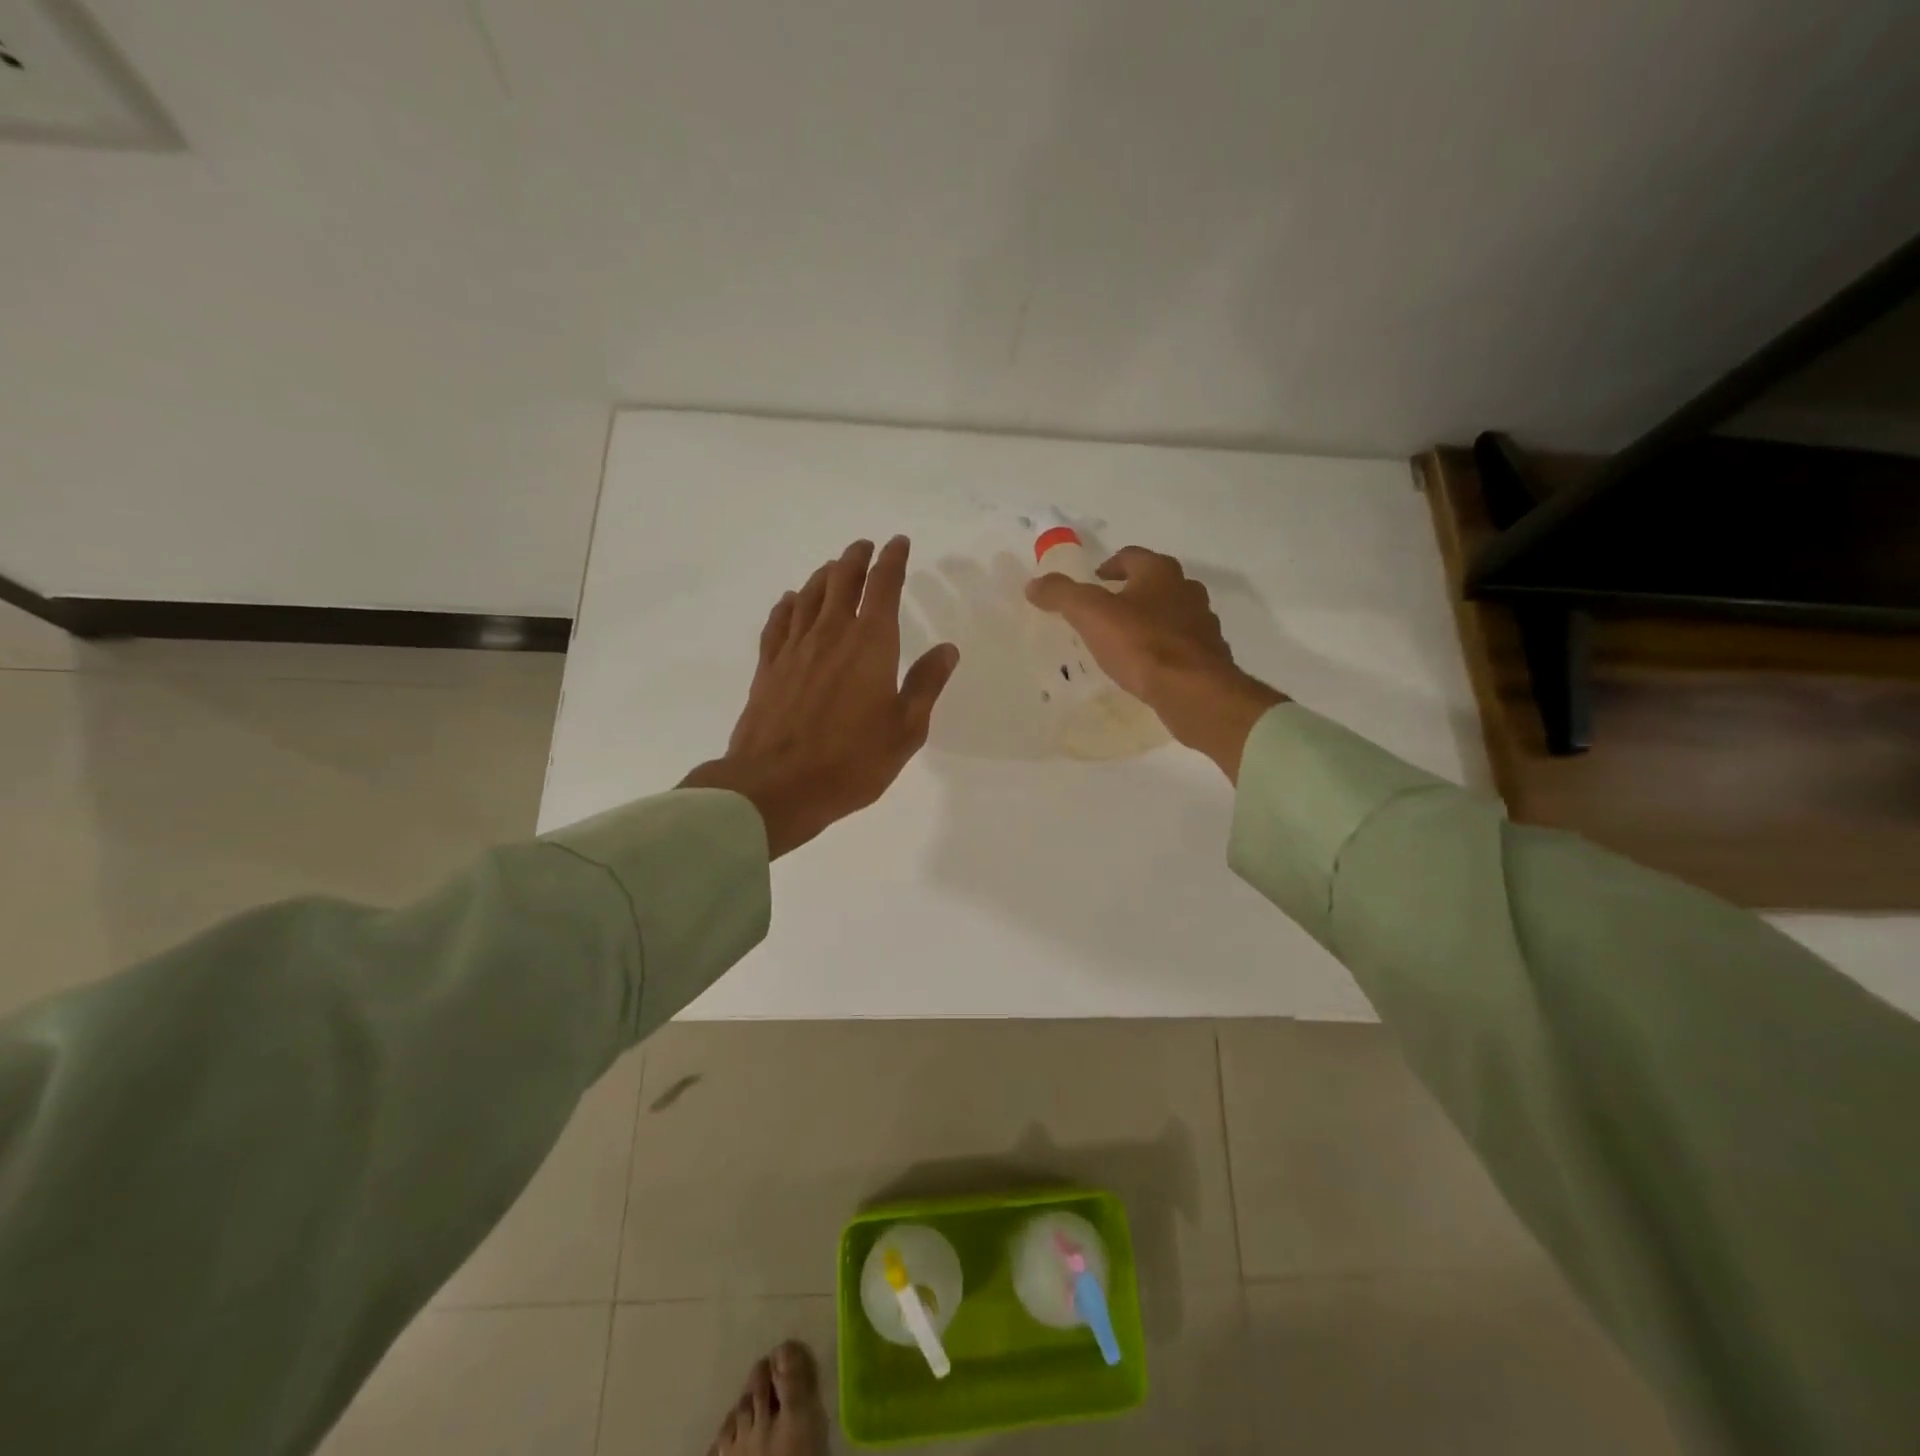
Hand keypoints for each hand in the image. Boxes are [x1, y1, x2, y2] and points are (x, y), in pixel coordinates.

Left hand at [682, 537, 958, 856]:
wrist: (777, 784)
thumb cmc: (852, 761)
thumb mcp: (906, 729)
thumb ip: (926, 684)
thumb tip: (947, 649)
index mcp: (871, 643)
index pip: (884, 587)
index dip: (893, 560)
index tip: (898, 543)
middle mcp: (831, 634)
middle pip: (842, 580)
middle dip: (856, 558)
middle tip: (864, 547)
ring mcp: (795, 648)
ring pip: (809, 595)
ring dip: (824, 575)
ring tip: (834, 568)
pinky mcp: (768, 667)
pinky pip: (778, 622)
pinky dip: (788, 604)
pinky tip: (790, 601)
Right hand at [1026, 546, 1285, 780]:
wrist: (1194, 692)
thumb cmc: (1142, 645)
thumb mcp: (1091, 615)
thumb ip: (1062, 595)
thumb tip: (1034, 584)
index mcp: (1161, 573)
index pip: (1131, 556)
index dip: (1109, 565)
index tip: (1093, 582)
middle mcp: (1187, 591)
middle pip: (1155, 584)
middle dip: (1131, 594)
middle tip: (1105, 612)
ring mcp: (1203, 625)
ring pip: (1171, 615)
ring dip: (1149, 622)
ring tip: (1123, 642)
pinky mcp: (1208, 658)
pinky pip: (1180, 646)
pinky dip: (1163, 650)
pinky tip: (1147, 668)